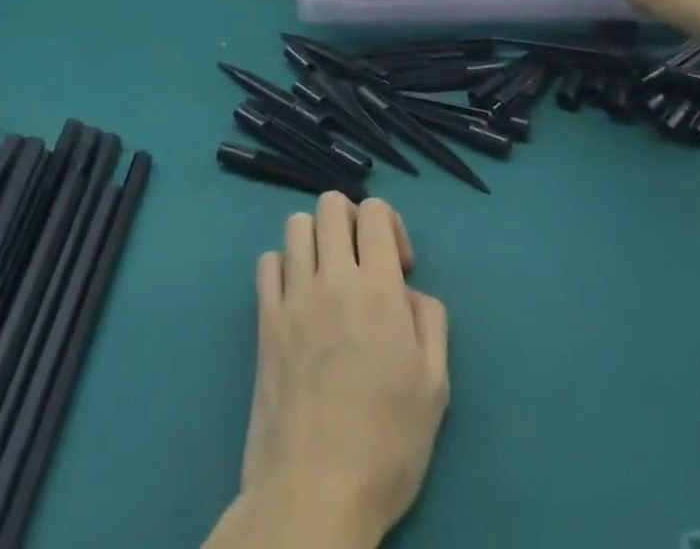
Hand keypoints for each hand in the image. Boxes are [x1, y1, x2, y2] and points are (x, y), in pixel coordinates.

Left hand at [229, 194, 448, 548]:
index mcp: (378, 288)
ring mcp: (293, 297)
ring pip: (296, 224)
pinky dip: (284, 266)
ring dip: (316, 238)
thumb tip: (408, 293)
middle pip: (331, 204)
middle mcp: (333, 278)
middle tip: (362, 260)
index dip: (390, 225)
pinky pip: (267, 263)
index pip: (375, 211)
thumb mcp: (435, 386)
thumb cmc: (386, 445)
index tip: (399, 267)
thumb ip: (430, 321)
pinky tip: (298, 297)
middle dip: (352, 220)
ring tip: (328, 274)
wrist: (314, 494)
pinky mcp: (264, 321)